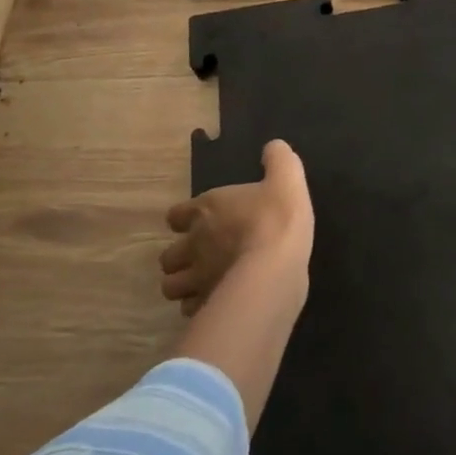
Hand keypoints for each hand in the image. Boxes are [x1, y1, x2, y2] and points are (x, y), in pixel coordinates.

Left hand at [160, 139, 313, 315]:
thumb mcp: (287, 179)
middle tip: (203, 257)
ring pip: (172, 287)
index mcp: (206, 210)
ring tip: (205, 284)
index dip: (185, 218)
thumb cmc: (277, 218)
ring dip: (185, 285)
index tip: (200, 221)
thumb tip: (273, 146)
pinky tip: (219, 301)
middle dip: (181, 257)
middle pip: (168, 256)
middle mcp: (193, 244)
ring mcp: (196, 279)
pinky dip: (201, 306)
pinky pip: (193, 309)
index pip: (175, 215)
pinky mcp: (206, 304)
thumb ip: (279, 160)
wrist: (275, 267)